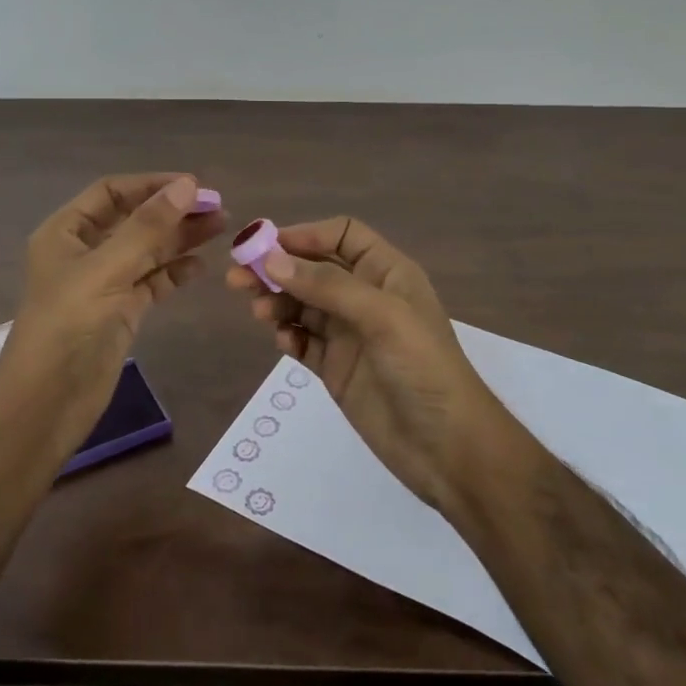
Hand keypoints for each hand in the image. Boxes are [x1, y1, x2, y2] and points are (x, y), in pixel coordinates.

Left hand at [0, 173, 223, 457]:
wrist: (45, 407)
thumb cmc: (67, 328)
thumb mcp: (105, 270)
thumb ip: (147, 228)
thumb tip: (188, 186)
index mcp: (66, 232)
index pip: (112, 192)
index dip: (152, 185)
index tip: (195, 185)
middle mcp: (85, 252)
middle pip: (134, 220)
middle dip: (173, 211)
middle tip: (218, 208)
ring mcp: (104, 283)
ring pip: (148, 250)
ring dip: (181, 238)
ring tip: (221, 228)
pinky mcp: (121, 311)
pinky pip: (153, 281)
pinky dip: (176, 271)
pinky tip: (202, 265)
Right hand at [226, 216, 508, 513]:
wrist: (448, 450)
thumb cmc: (424, 368)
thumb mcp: (382, 316)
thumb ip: (327, 286)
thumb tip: (271, 261)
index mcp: (386, 272)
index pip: (342, 235)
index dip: (306, 235)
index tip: (266, 246)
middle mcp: (366, 296)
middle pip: (313, 269)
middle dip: (277, 269)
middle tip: (237, 279)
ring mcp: (350, 334)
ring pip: (302, 304)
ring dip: (277, 302)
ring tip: (260, 314)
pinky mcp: (336, 368)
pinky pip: (303, 341)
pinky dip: (288, 337)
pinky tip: (283, 344)